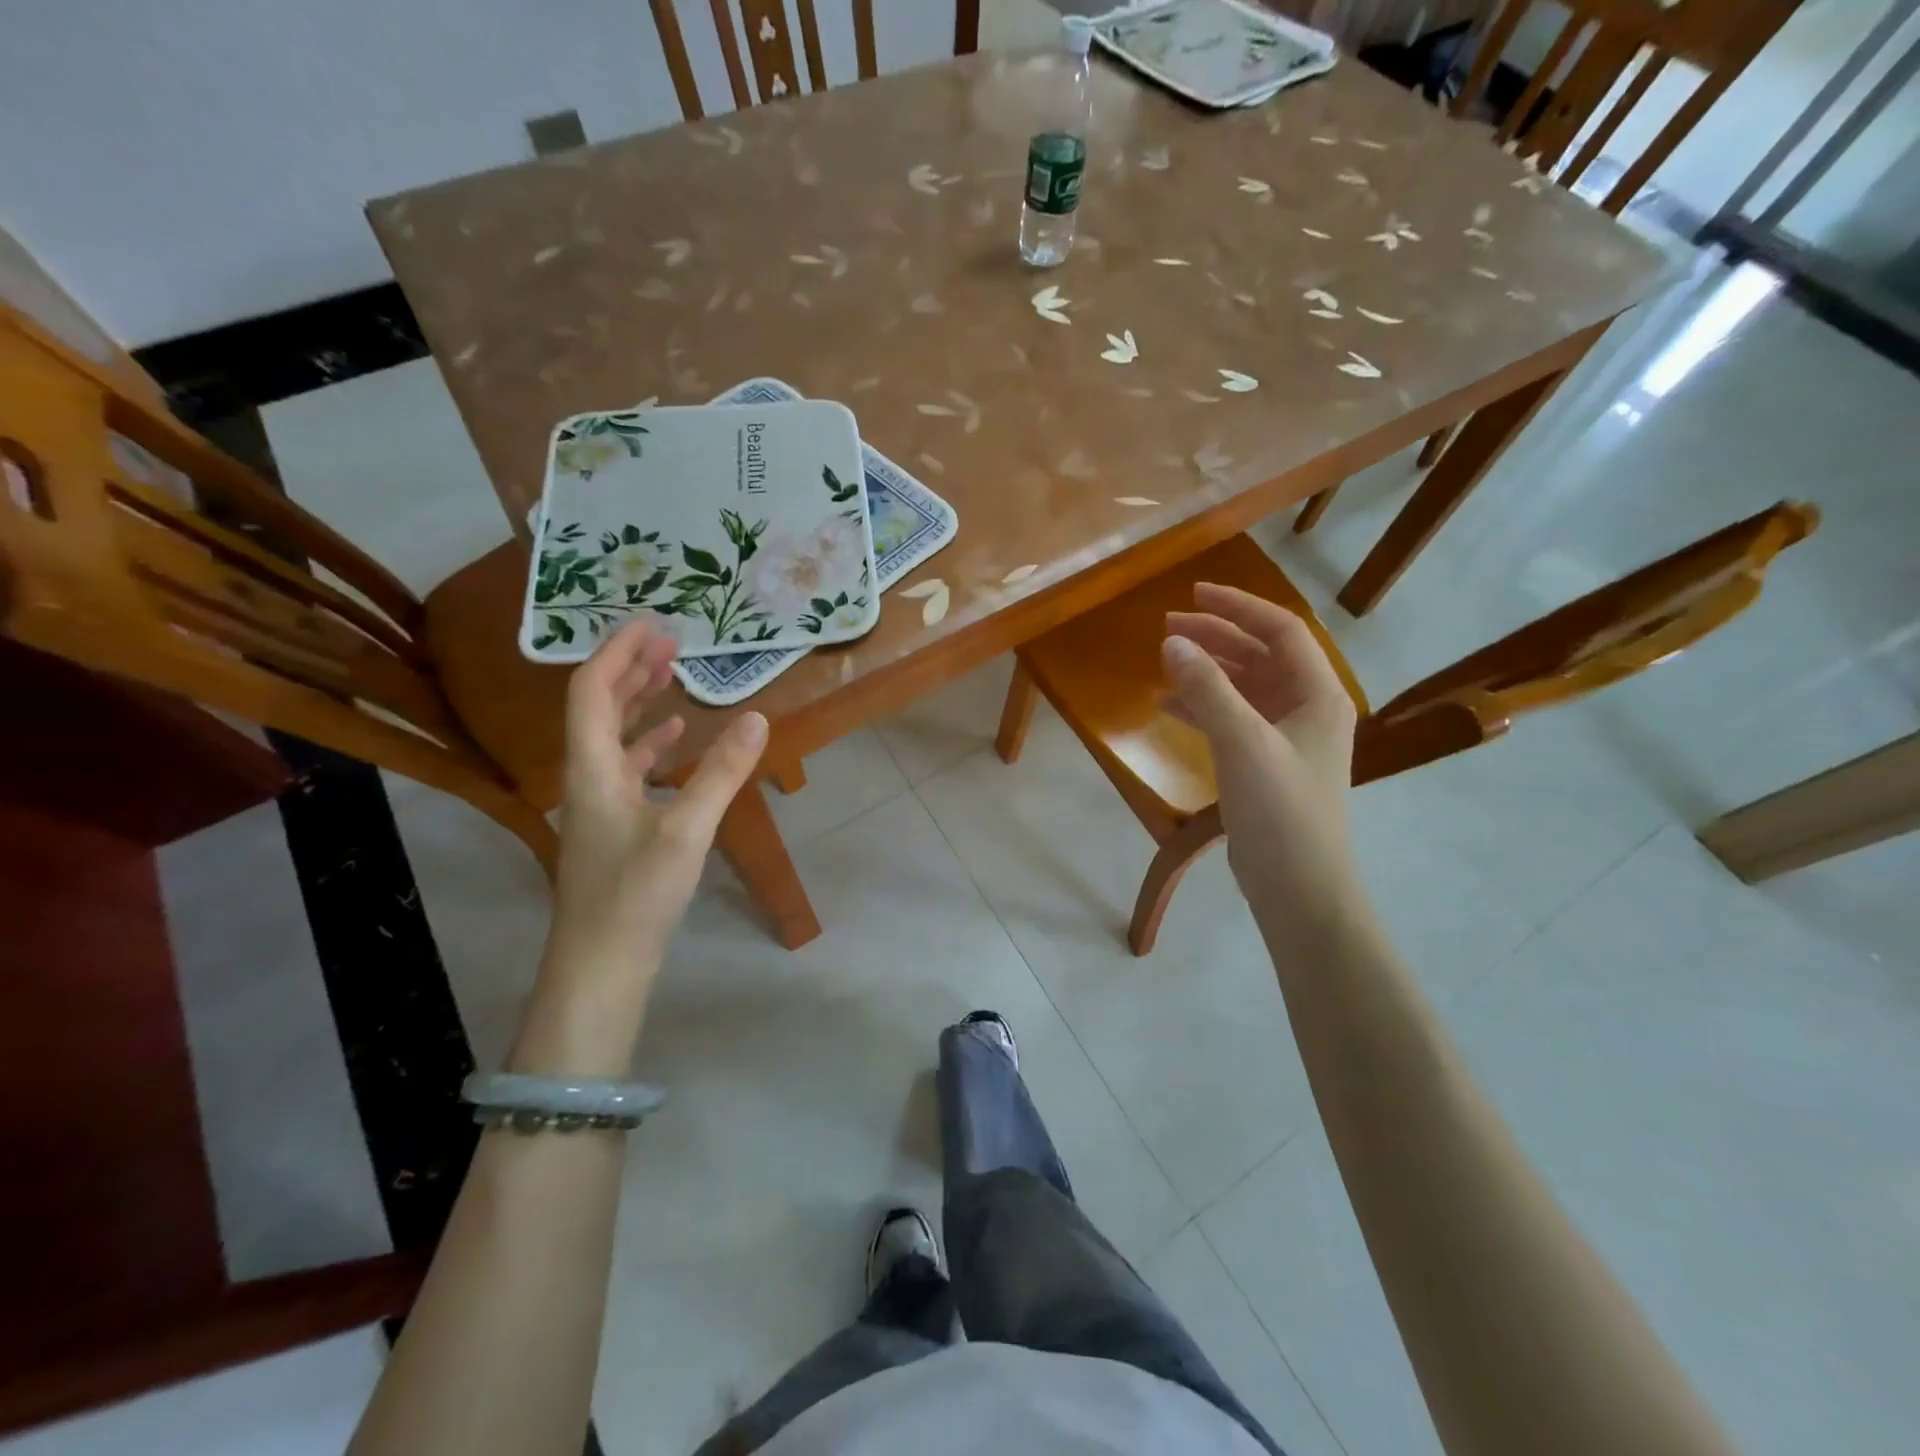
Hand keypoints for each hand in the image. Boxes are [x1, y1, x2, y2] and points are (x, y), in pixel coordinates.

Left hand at [548, 621, 767, 975]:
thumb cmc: (636, 894)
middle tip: (670, 644)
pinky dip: (650, 743)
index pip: (592, 691)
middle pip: (598, 708)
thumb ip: (721, 772)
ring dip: (638, 703)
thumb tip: (758, 718)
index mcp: (592, 769)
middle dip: (630, 670)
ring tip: (672, 678)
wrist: (602, 963)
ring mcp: (598, 803)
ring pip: (612, 737)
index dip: (618, 653)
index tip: (653, 625)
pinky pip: (628, 767)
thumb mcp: (686, 829)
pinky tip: (677, 740)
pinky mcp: (613, 825)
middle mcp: (587, 777)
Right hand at [1163, 584, 1363, 932]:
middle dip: (1215, 638)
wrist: (1298, 886)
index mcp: (1318, 694)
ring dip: (1205, 671)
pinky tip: (1168, 704)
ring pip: (1242, 687)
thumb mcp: (1243, 742)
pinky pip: (1230, 719)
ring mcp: (1285, 737)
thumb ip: (1208, 690)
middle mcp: (1306, 708)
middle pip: (1259, 656)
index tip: (1194, 594)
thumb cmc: (1281, 809)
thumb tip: (1172, 642)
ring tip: (1163, 660)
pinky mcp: (1264, 763)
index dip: (1238, 607)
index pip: (1280, 631)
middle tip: (1167, 627)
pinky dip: (1201, 707)